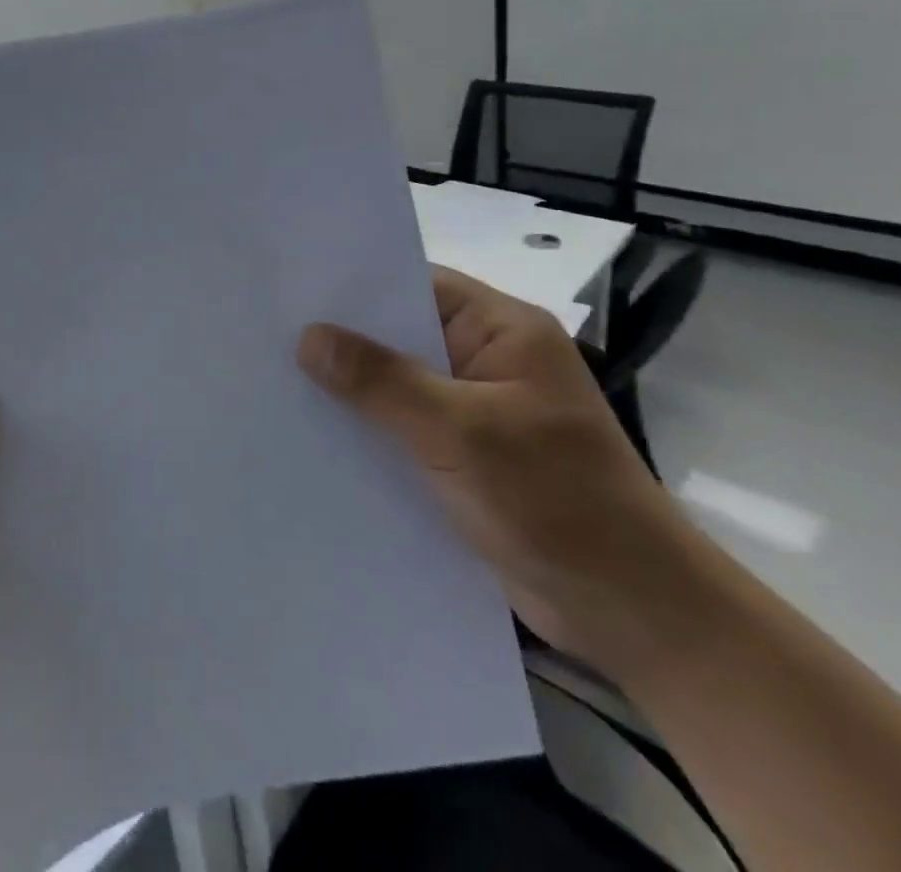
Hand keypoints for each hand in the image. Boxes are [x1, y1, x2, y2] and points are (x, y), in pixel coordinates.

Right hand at [297, 268, 723, 683]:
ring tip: (276, 379)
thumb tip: (308, 336)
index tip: (293, 287)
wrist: (632, 615)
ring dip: (351, 390)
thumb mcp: (460, 430)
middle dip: (343, 340)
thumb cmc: (554, 500)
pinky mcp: (466, 457)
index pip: (417, 285)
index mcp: (503, 331)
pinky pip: (404, 429)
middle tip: (268, 332)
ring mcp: (477, 411)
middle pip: (402, 335)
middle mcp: (488, 361)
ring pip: (398, 385)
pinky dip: (368, 430)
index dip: (356, 285)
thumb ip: (381, 380)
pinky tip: (316, 434)